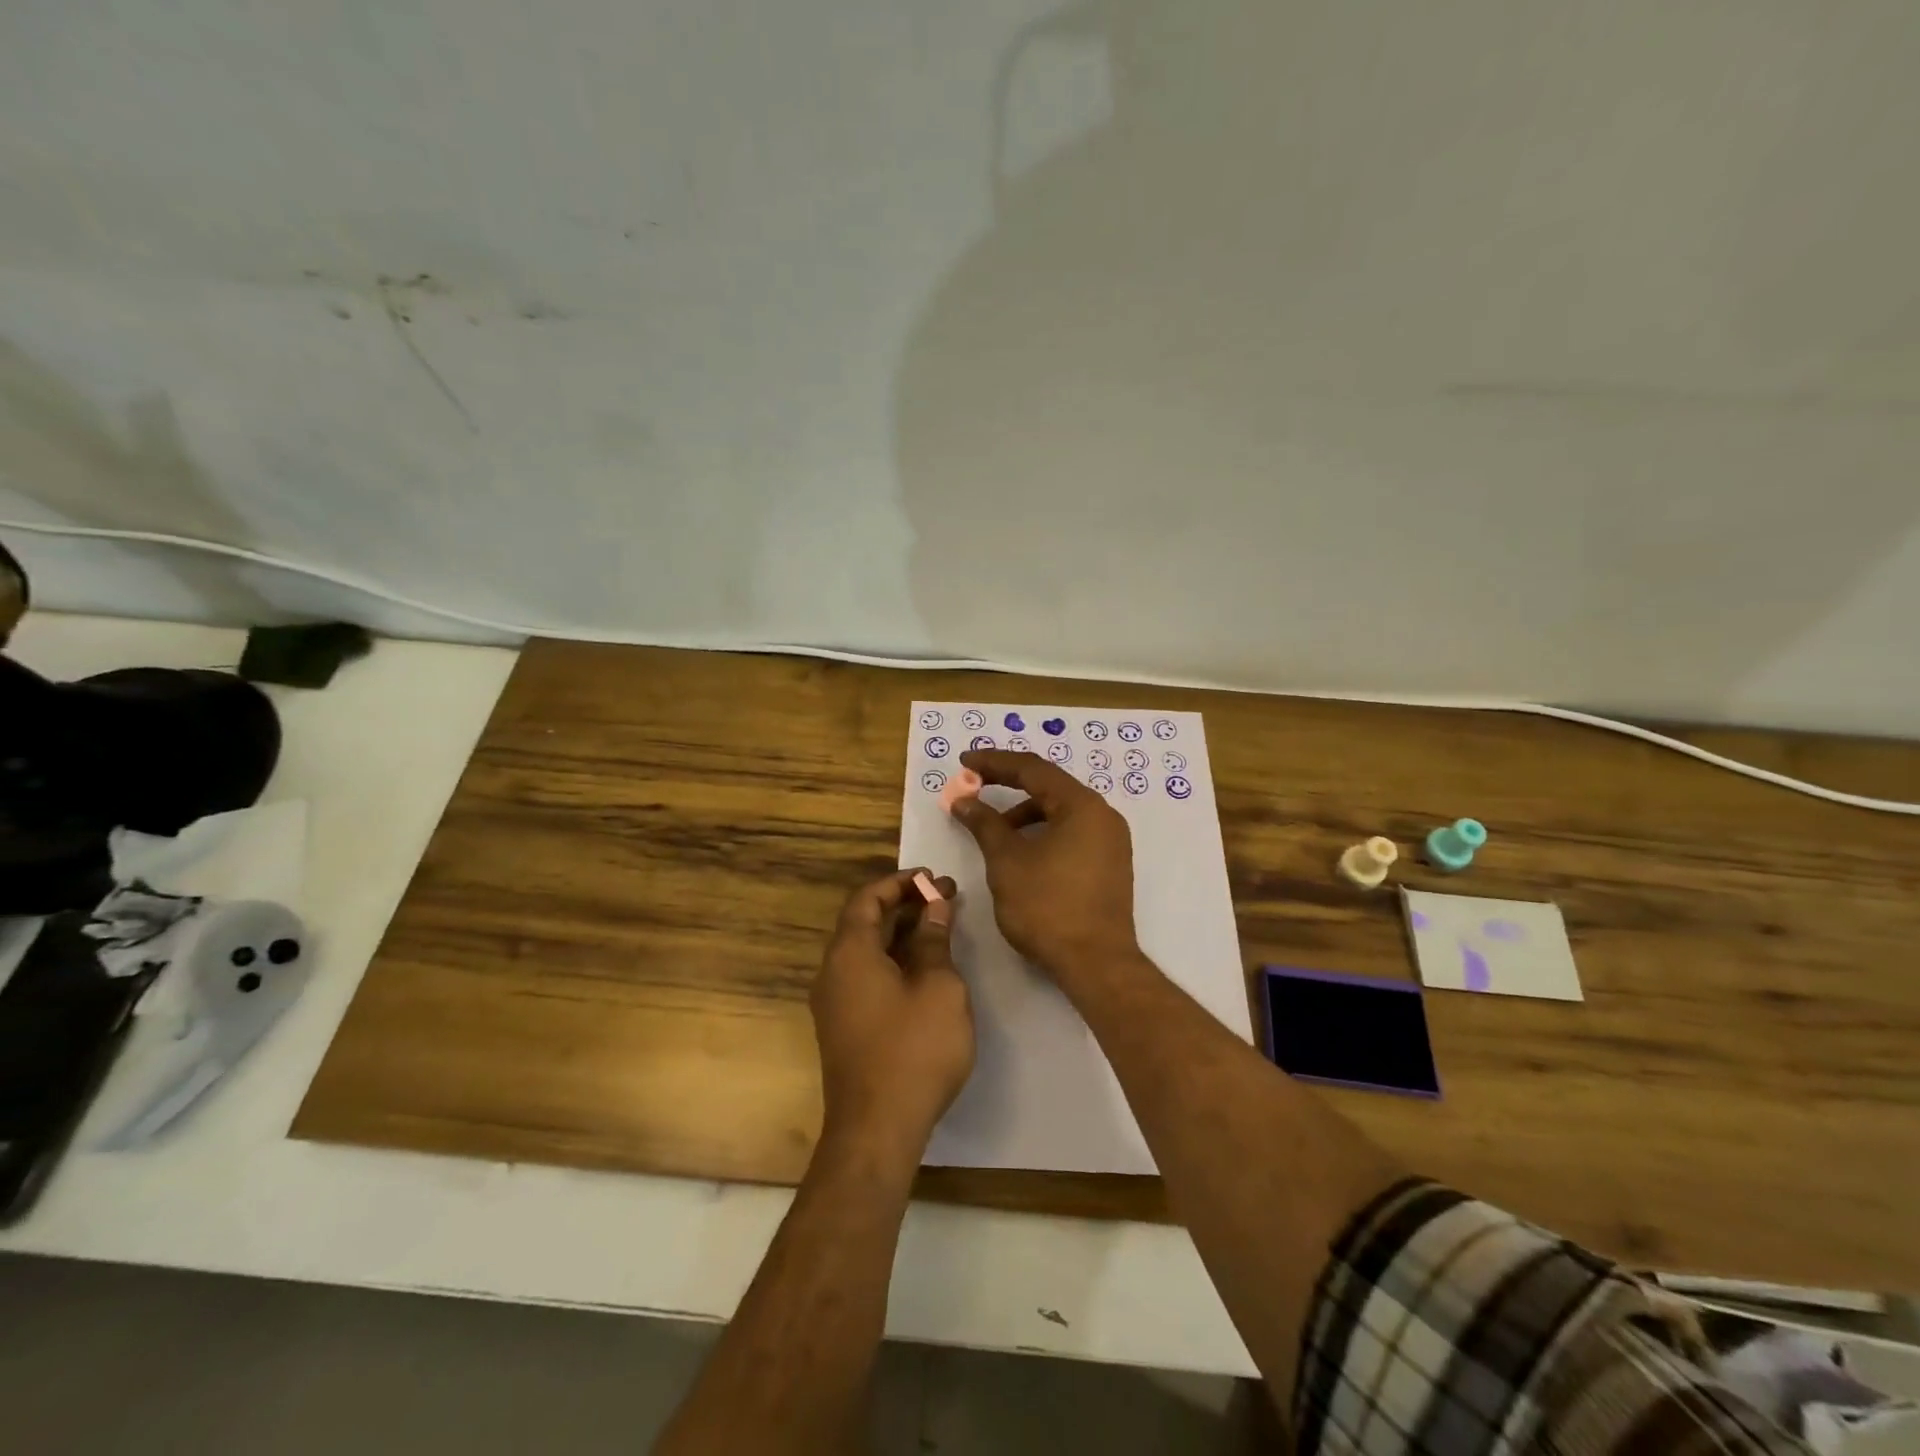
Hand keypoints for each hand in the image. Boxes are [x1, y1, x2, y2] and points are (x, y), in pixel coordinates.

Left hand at [811, 868, 974, 1160]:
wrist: (877, 1130)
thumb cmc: (913, 1050)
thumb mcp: (938, 987)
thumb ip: (934, 941)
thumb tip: (934, 908)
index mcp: (849, 953)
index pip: (867, 898)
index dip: (899, 882)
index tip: (933, 878)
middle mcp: (833, 972)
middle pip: (864, 922)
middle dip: (905, 905)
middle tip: (945, 898)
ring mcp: (834, 1003)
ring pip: (866, 951)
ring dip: (900, 933)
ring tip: (940, 927)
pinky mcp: (843, 1028)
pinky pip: (866, 976)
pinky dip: (894, 960)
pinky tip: (924, 969)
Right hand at [951, 750, 1138, 987]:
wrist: (1096, 963)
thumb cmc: (1047, 907)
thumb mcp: (1007, 861)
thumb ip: (985, 824)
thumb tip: (964, 800)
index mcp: (1082, 806)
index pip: (1033, 769)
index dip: (994, 762)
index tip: (964, 762)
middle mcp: (1102, 815)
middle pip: (1049, 787)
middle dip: (1008, 785)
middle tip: (974, 787)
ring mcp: (1110, 841)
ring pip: (1060, 812)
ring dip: (1024, 814)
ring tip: (992, 829)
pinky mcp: (1109, 864)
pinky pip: (1071, 832)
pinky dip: (1042, 832)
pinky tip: (1020, 851)